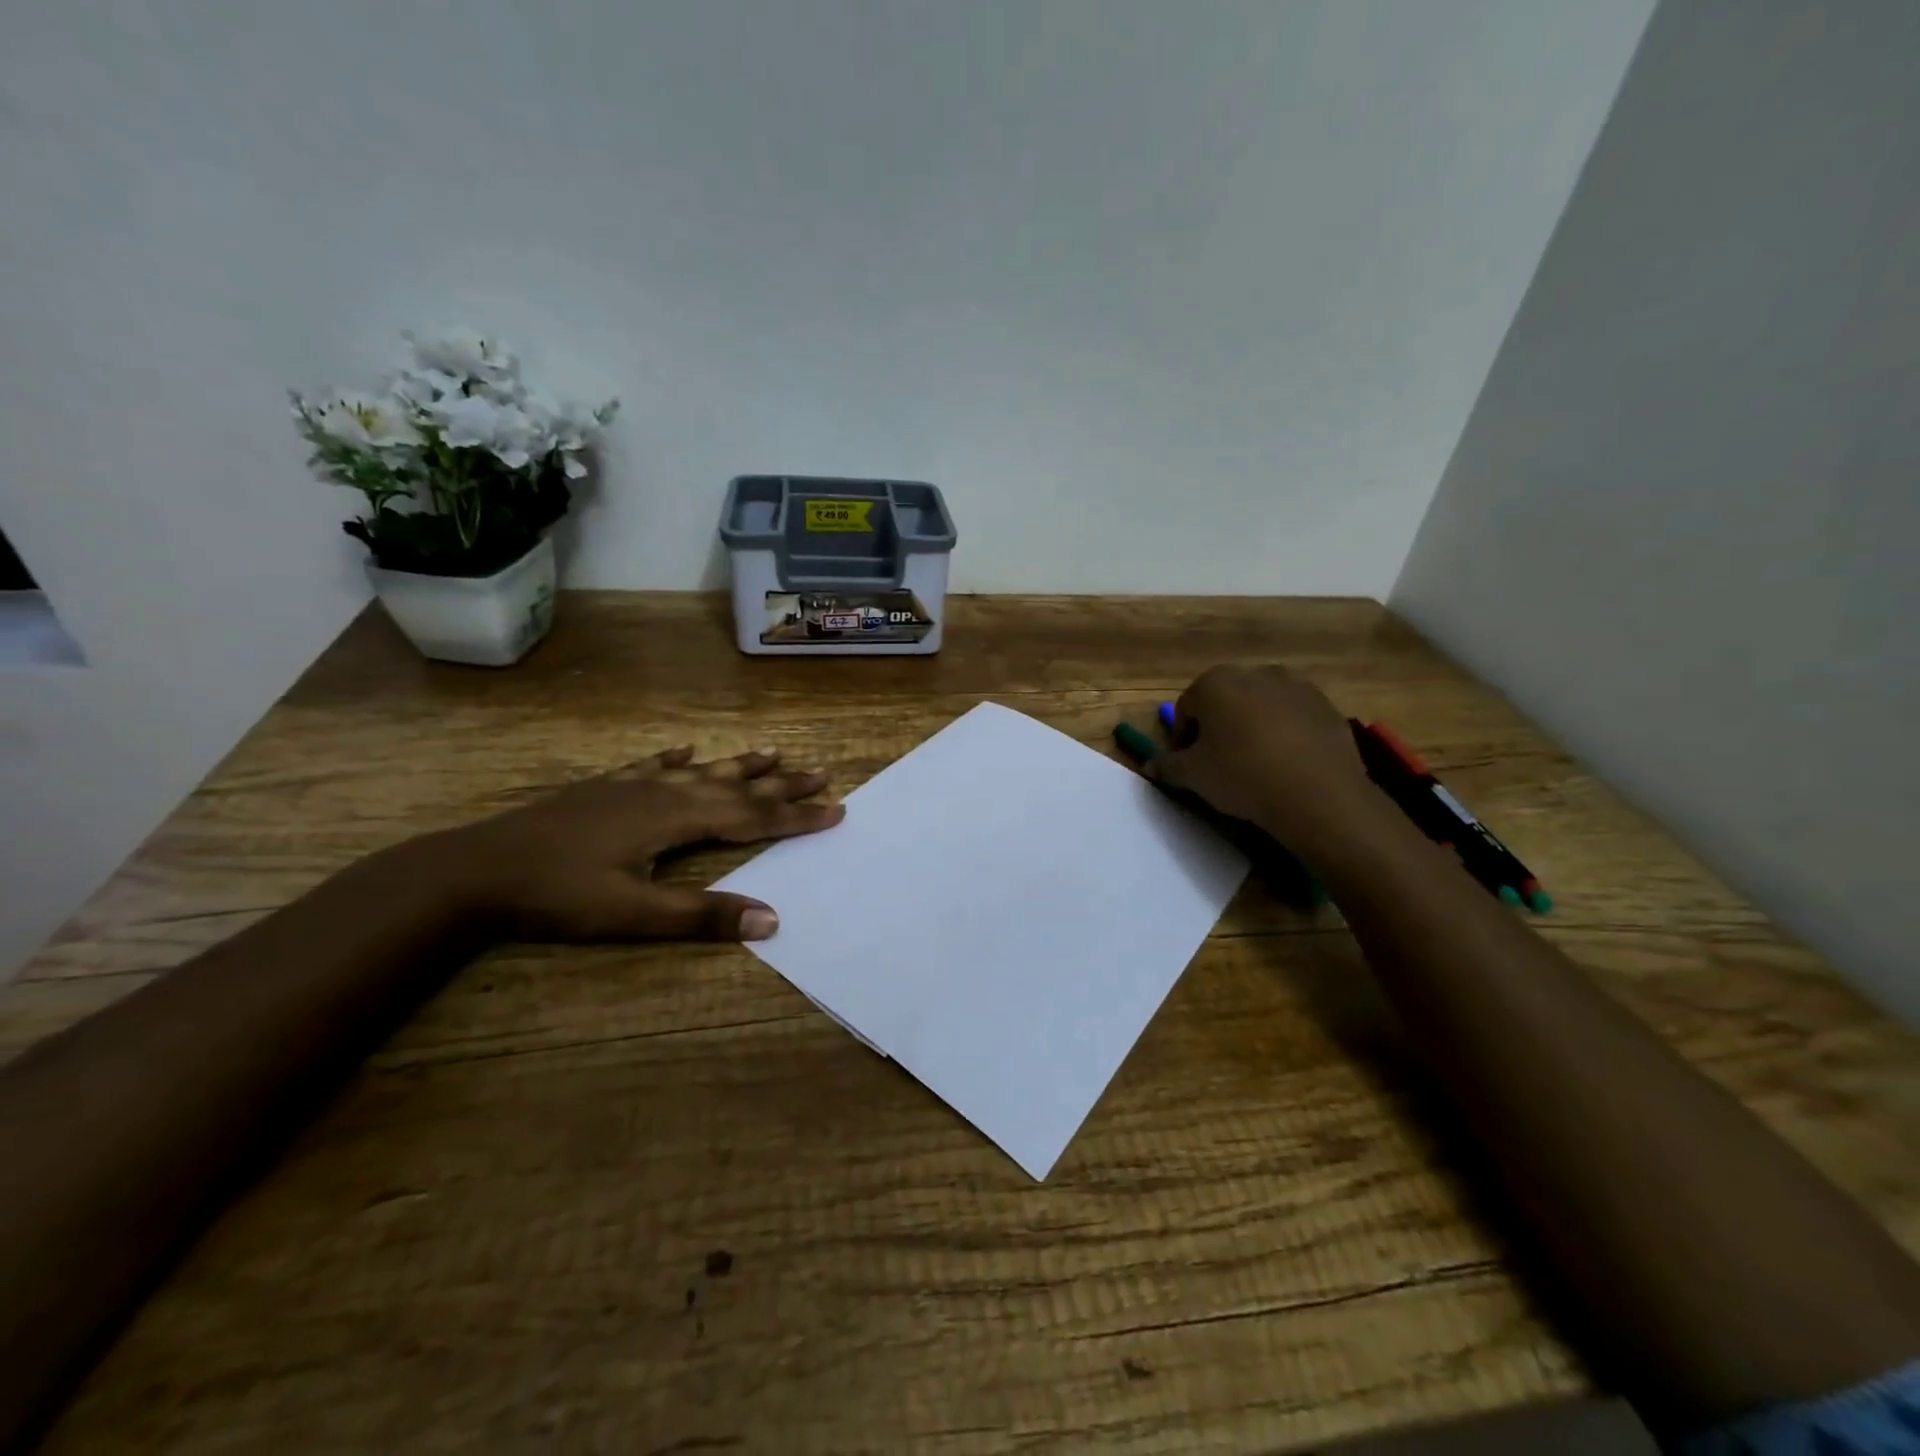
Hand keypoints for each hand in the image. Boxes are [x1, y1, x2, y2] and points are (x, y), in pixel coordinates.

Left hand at [433, 746, 843, 941]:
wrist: (475, 870)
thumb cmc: (557, 896)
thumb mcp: (633, 915)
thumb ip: (702, 916)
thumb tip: (772, 919)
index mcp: (676, 820)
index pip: (752, 818)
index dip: (796, 816)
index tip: (836, 809)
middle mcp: (663, 793)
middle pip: (734, 786)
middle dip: (780, 783)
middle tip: (820, 772)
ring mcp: (631, 785)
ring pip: (700, 771)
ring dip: (739, 764)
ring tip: (772, 752)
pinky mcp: (602, 788)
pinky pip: (651, 765)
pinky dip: (675, 758)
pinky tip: (685, 749)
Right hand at [1152, 664, 1374, 848]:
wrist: (1318, 793)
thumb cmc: (1242, 775)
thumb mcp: (1193, 776)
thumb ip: (1167, 766)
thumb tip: (1151, 766)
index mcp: (1215, 683)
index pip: (1186, 707)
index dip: (1183, 738)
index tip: (1189, 764)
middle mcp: (1255, 673)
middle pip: (1225, 700)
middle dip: (1219, 726)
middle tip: (1220, 762)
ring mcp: (1295, 685)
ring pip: (1261, 705)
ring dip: (1253, 726)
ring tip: (1256, 763)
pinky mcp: (1325, 704)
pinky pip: (1293, 716)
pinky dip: (1285, 732)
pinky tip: (1287, 763)